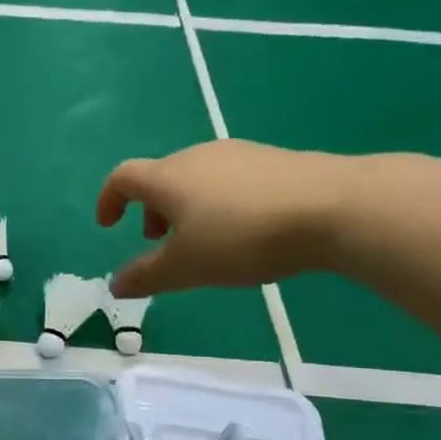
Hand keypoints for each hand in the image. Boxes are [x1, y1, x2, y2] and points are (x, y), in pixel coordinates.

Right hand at [96, 139, 358, 296]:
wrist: (333, 207)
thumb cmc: (242, 237)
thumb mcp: (186, 268)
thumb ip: (146, 276)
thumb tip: (114, 285)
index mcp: (168, 177)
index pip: (123, 177)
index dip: (109, 200)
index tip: (108, 224)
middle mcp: (197, 157)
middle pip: (161, 177)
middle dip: (151, 209)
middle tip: (159, 242)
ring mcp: (239, 154)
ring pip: (197, 178)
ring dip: (186, 207)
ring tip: (204, 241)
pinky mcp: (274, 160)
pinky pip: (230, 180)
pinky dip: (219, 203)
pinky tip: (246, 231)